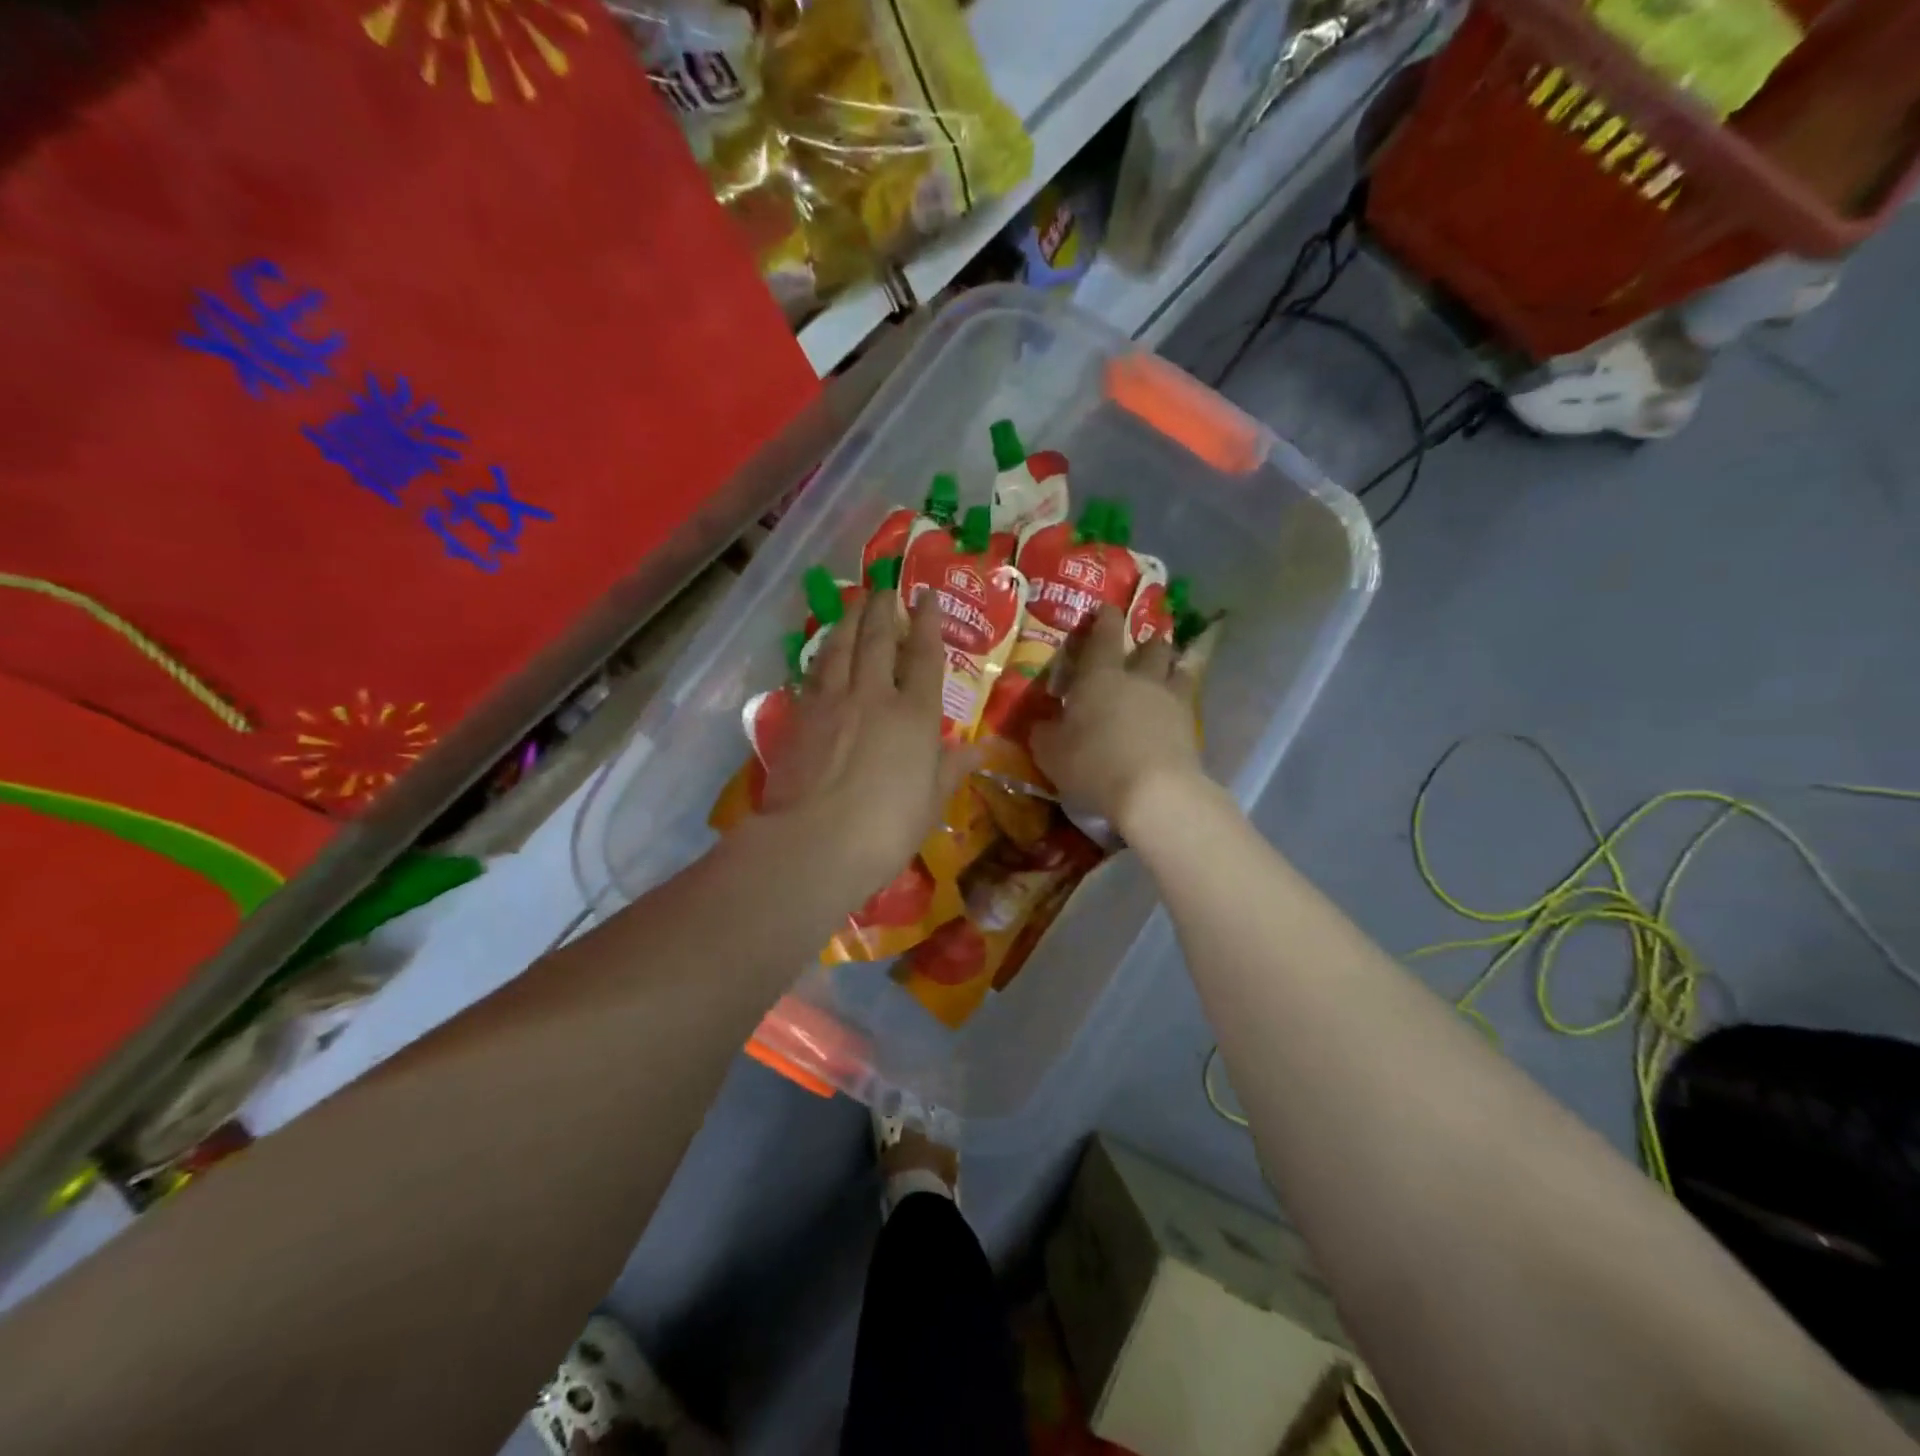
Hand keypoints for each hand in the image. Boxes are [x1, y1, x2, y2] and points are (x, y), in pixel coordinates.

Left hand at [761, 590, 973, 898]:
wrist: (815, 843)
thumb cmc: (886, 829)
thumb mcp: (931, 803)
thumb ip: (951, 768)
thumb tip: (979, 747)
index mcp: (915, 716)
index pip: (925, 658)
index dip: (929, 623)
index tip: (927, 596)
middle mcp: (874, 697)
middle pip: (879, 640)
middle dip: (884, 609)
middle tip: (886, 587)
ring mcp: (833, 703)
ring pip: (841, 648)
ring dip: (850, 620)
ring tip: (854, 602)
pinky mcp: (800, 718)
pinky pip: (815, 673)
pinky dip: (823, 653)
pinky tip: (824, 649)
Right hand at [1031, 606, 1206, 836]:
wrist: (1154, 792)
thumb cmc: (1093, 763)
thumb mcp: (1051, 752)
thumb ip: (1045, 732)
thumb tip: (1043, 724)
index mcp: (1100, 675)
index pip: (1104, 634)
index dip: (1105, 618)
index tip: (1106, 609)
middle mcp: (1139, 678)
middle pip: (1151, 647)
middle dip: (1145, 643)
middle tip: (1139, 647)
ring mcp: (1170, 701)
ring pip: (1177, 669)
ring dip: (1170, 667)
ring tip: (1165, 674)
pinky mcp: (1191, 728)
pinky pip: (1185, 704)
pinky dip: (1178, 704)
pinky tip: (1171, 715)